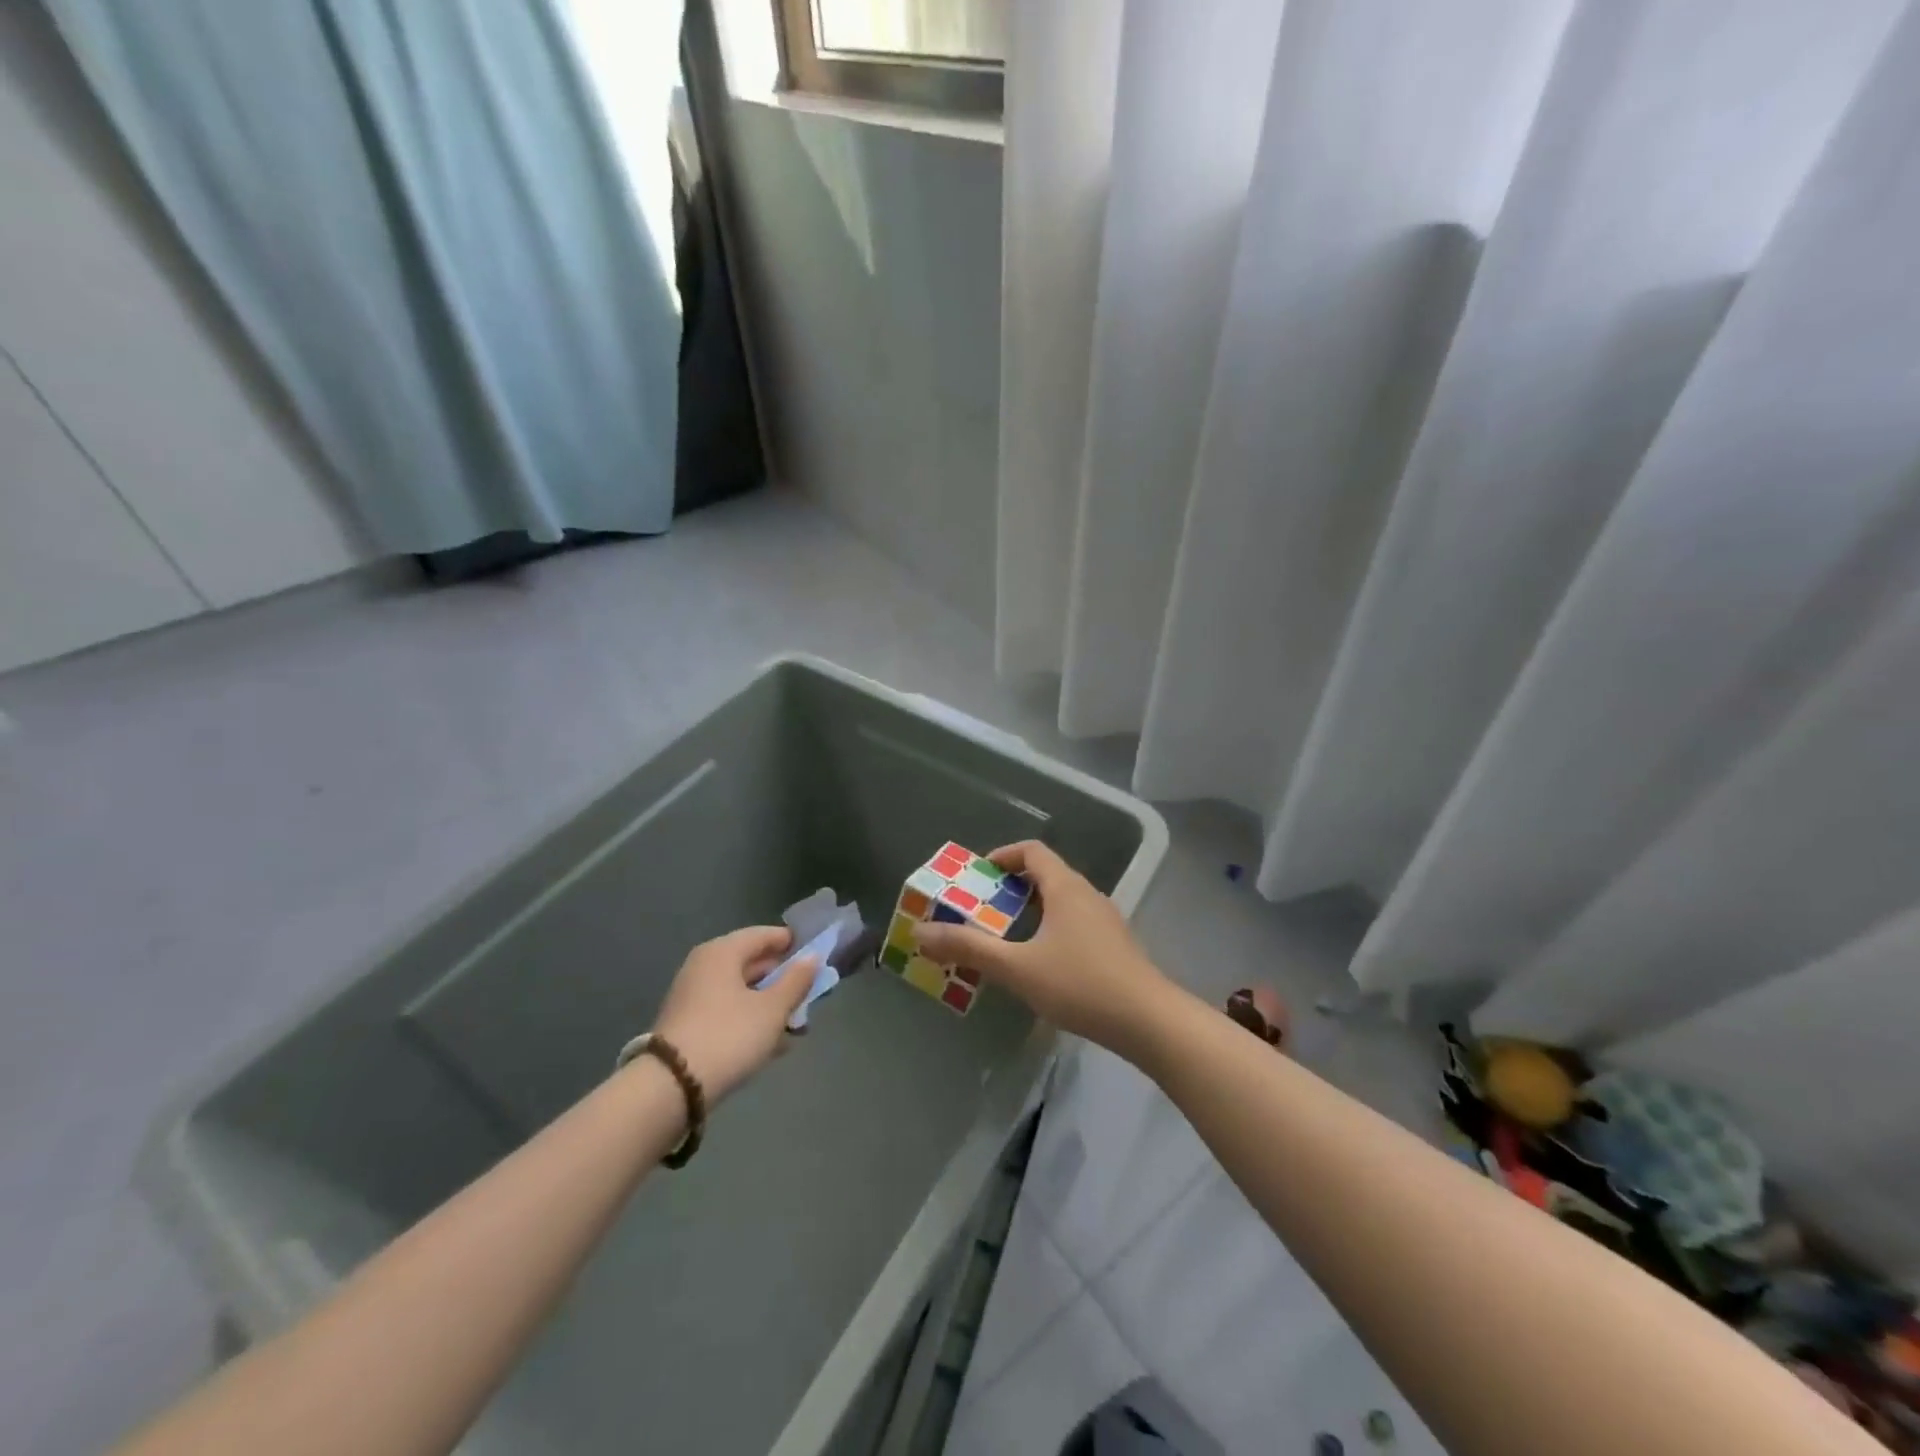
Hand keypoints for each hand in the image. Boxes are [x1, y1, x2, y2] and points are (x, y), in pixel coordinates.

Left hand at [652, 927, 814, 1102]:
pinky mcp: (688, 1025)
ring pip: (741, 991)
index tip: (816, 957)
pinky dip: (751, 1020)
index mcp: (722, 952)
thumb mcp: (773, 1009)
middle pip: (752, 963)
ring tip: (796, 1025)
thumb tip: (812, 958)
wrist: (671, 1087)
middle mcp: (704, 966)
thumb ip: (796, 981)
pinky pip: (728, 1012)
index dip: (792, 944)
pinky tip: (772, 1044)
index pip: (764, 935)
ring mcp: (693, 996)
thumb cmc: (729, 1035)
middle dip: (783, 980)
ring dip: (770, 1005)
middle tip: (810, 996)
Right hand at [911, 841, 1173, 1057]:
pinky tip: (1040, 962)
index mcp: (1065, 888)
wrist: (1149, 1022)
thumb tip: (921, 933)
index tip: (977, 875)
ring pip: (1062, 900)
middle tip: (982, 909)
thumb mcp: (1017, 967)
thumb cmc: (1080, 985)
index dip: (1003, 856)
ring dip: (1031, 909)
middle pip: (1046, 874)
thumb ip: (969, 948)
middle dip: (1011, 887)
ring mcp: (1105, 920)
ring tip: (1005, 936)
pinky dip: (1050, 928)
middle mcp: (1087, 894)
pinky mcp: (1115, 945)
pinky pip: (1075, 922)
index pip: (1032, 851)